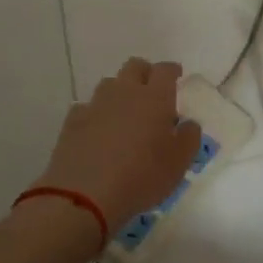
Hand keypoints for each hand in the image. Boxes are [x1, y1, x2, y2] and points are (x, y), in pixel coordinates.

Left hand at [33, 58, 200, 233]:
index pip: (165, 70)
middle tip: (152, 90)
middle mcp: (125, 92)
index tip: (176, 75)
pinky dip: (96, 113)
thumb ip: (189, 138)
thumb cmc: (141, 177)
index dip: (172, 70)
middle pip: (134, 67)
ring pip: (109, 84)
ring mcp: (96, 104)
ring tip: (125, 112)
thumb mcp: (178, 163)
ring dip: (120, 91)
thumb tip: (188, 124)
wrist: (84, 195)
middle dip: (145, 73)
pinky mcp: (73, 121)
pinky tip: (98, 130)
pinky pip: (87, 107)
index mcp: (155, 98)